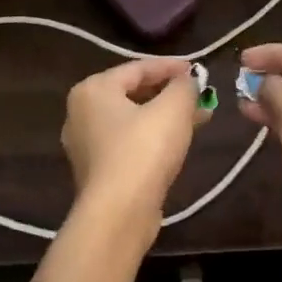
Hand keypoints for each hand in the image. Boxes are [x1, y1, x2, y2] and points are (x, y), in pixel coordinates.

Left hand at [63, 57, 207, 236]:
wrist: (118, 215)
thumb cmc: (143, 150)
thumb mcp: (173, 109)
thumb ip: (184, 87)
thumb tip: (189, 80)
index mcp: (93, 89)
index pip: (138, 68)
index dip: (171, 66)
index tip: (198, 70)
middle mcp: (81, 113)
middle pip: (133, 93)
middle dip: (169, 93)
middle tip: (199, 94)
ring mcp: (86, 145)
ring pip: (133, 120)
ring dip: (165, 116)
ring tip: (198, 117)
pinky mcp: (97, 172)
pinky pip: (129, 143)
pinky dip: (153, 137)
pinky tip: (179, 142)